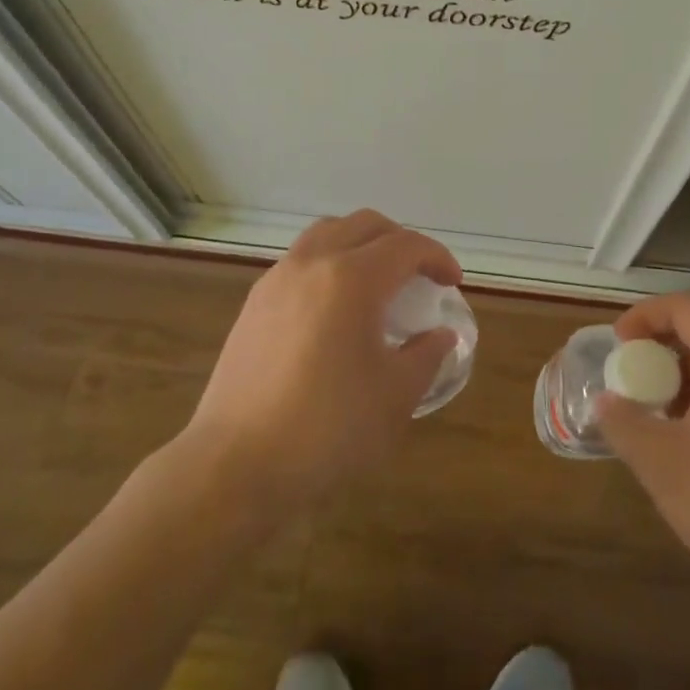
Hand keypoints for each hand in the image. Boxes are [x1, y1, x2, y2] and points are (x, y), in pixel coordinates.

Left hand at [183, 210, 460, 513]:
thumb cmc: (327, 428)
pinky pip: (301, 260)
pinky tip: (335, 306)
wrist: (236, 464)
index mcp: (352, 278)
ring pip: (327, 233)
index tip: (453, 283)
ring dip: (360, 243)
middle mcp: (312, 263)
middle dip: (400, 240)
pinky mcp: (254, 303)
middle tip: (420, 274)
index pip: (405, 245)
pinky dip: (329, 262)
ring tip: (377, 280)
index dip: (437, 257)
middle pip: (364, 224)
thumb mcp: (395, 396)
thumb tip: (441, 335)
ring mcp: (277, 279)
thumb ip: (426, 356)